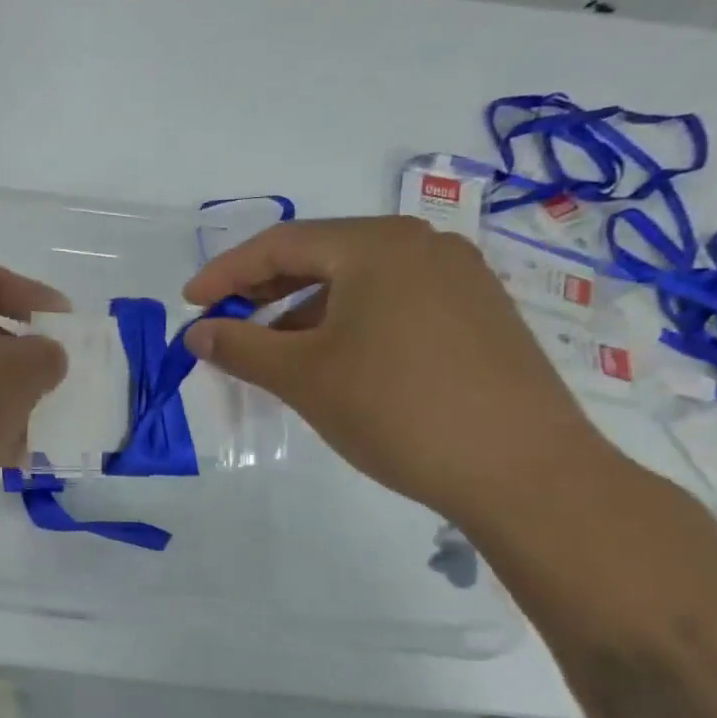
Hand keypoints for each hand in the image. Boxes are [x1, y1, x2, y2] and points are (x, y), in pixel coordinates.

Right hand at [182, 217, 613, 527]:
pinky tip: (332, 359)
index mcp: (377, 245)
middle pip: (320, 254)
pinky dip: (347, 321)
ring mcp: (458, 278)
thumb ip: (240, 347)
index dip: (225, 273)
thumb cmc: (398, 410)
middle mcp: (422, 245)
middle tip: (226, 323)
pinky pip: (392, 301)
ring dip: (303, 309)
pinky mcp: (478, 314)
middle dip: (263, 289)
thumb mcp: (303, 377)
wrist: (526, 474)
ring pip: (357, 280)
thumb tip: (196, 332)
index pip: (280, 243)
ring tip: (273, 351)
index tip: (190, 304)